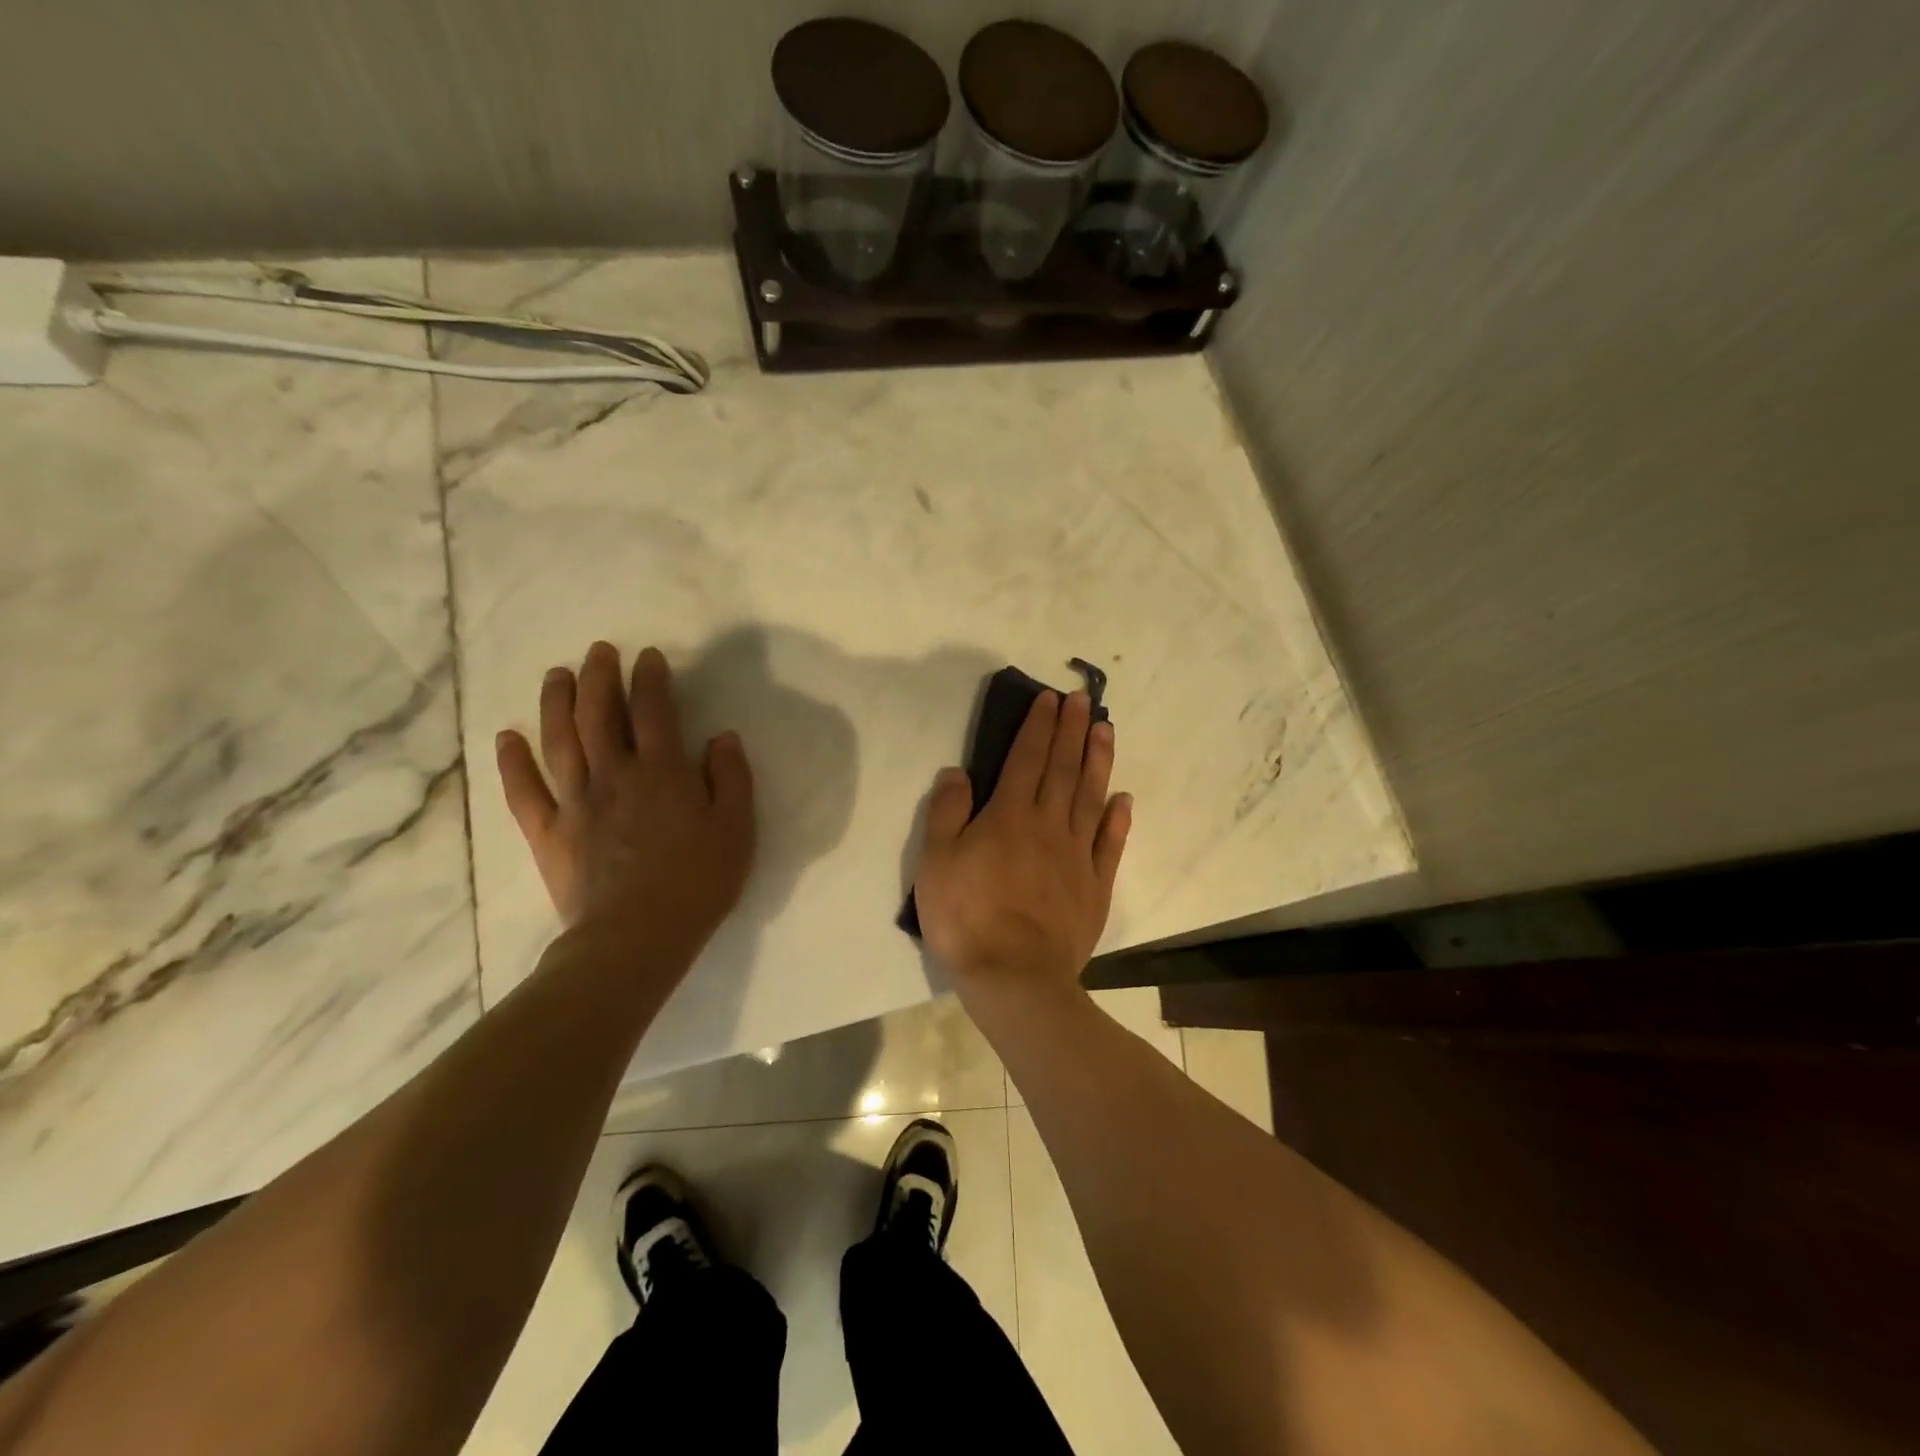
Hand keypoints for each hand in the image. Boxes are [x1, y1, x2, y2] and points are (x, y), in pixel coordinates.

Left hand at [495, 641, 754, 965]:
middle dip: (599, 676)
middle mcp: (614, 775)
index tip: (649, 657)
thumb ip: (731, 778)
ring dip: (555, 702)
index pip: (654, 710)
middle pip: (599, 714)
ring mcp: (575, 802)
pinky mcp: (548, 833)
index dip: (650, 679)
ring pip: (559, 740)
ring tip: (556, 675)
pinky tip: (506, 737)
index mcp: (662, 772)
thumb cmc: (697, 882)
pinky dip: (512, 762)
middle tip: (599, 652)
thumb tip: (722, 738)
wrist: (636, 937)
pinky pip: (524, 791)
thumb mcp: (736, 829)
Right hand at [912, 690, 1131, 996]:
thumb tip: (958, 771)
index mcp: (1009, 816)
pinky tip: (1123, 800)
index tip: (1050, 699)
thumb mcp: (936, 862)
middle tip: (1083, 700)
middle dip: (1071, 730)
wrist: (1015, 977)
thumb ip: (947, 812)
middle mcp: (1048, 825)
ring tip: (1106, 730)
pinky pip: (1110, 845)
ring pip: (1090, 797)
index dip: (1038, 726)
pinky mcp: (1095, 886)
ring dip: (1098, 761)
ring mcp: (1076, 855)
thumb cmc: (967, 918)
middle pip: (1063, 768)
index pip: (1026, 758)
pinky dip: (1118, 820)